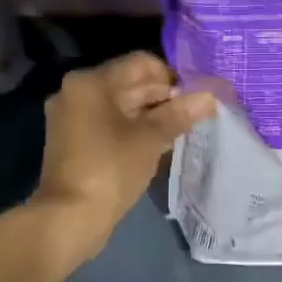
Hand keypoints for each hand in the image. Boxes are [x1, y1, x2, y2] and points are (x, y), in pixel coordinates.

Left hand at [31, 53, 213, 264]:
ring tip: (181, 131)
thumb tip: (210, 96)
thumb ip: (179, 114)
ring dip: (151, 115)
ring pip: (121, 106)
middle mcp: (76, 92)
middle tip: (194, 115)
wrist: (70, 217)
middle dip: (163, 97)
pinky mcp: (74, 142)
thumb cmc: (111, 169)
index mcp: (91, 82)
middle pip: (129, 83)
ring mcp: (72, 118)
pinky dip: (133, 130)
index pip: (141, 63)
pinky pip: (110, 124)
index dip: (173, 76)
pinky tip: (158, 145)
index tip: (196, 97)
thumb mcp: (150, 139)